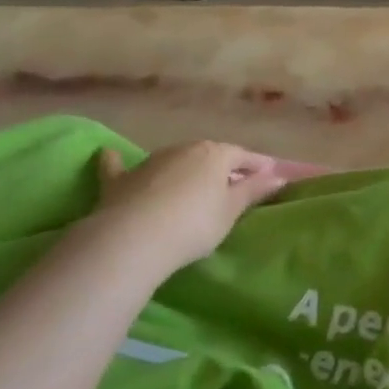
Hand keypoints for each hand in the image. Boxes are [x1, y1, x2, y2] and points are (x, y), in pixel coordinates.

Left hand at [93, 141, 298, 269]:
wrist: (134, 239)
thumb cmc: (194, 224)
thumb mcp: (231, 211)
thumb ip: (253, 190)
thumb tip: (278, 175)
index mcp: (215, 154)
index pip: (242, 156)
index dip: (257, 166)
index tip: (269, 175)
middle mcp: (183, 149)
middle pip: (208, 156)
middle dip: (221, 168)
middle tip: (232, 185)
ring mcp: (149, 162)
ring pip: (174, 160)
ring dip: (185, 169)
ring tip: (192, 186)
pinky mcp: (120, 180)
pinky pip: (121, 167)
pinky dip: (119, 163)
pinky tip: (110, 154)